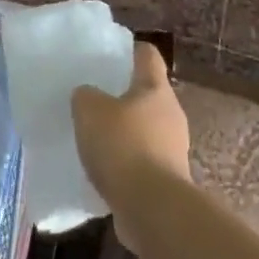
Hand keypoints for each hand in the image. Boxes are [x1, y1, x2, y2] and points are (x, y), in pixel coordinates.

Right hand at [72, 42, 189, 234]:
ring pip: (145, 129)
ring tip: (94, 137)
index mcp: (155, 89)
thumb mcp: (89, 110)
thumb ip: (85, 96)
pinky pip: (142, 161)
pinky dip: (125, 162)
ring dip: (124, 132)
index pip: (147, 56)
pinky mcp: (167, 179)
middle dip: (122, 95)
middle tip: (93, 98)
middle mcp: (170, 114)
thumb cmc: (123, 146)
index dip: (130, 50)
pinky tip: (103, 169)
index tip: (110, 53)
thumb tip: (88, 95)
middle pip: (147, 94)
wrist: (151, 208)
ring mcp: (173, 149)